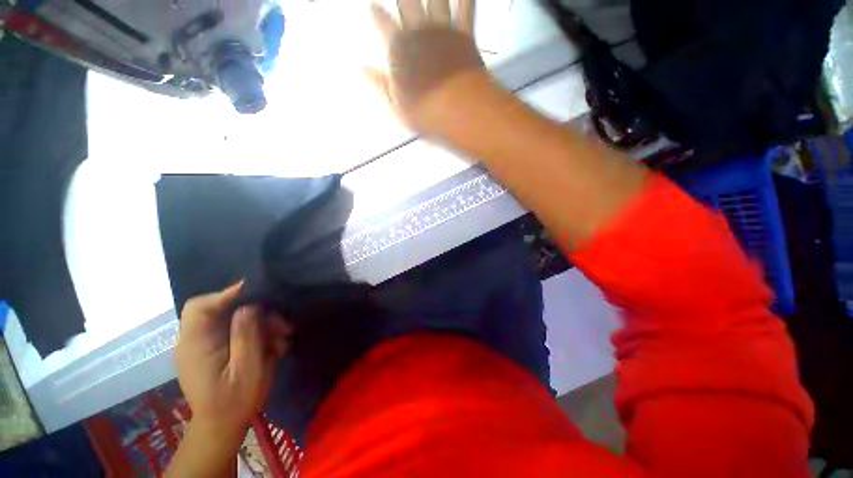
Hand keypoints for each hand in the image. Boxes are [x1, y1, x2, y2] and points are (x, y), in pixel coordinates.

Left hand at [175, 283, 291, 438]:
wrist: (223, 427)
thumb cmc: (235, 401)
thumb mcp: (247, 369)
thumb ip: (246, 336)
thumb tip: (249, 306)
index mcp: (196, 345)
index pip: (199, 307)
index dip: (226, 294)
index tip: (256, 290)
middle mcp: (195, 341)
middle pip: (223, 311)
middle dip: (257, 313)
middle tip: (282, 326)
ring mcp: (204, 345)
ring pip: (234, 320)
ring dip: (262, 325)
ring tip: (283, 338)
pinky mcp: (215, 349)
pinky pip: (236, 331)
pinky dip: (256, 334)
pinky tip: (274, 345)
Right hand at [366, 0, 487, 136]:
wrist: (460, 110)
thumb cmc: (427, 113)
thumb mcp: (398, 106)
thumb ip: (381, 84)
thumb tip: (363, 69)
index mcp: (399, 49)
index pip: (382, 23)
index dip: (377, 13)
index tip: (374, 6)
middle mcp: (418, 32)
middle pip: (407, 1)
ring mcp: (442, 30)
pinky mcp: (464, 33)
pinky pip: (466, 6)